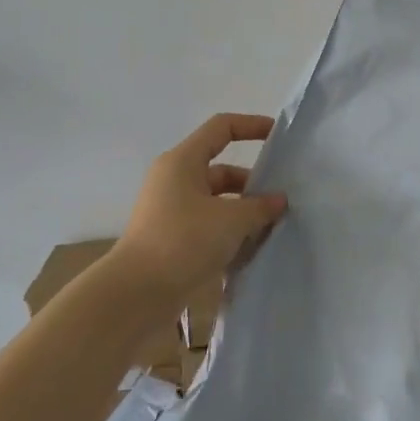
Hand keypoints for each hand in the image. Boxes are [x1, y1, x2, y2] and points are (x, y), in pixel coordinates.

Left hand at [116, 113, 287, 312]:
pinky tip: (253, 248)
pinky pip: (209, 224)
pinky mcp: (172, 238)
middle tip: (283, 199)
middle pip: (222, 169)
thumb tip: (279, 201)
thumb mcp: (231, 220)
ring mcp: (172, 211)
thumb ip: (260, 207)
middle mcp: (175, 180)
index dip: (252, 126)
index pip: (221, 127)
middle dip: (253, 182)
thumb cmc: (183, 241)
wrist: (136, 294)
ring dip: (244, 211)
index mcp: (183, 161)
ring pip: (217, 200)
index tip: (279, 137)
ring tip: (273, 227)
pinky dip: (230, 232)